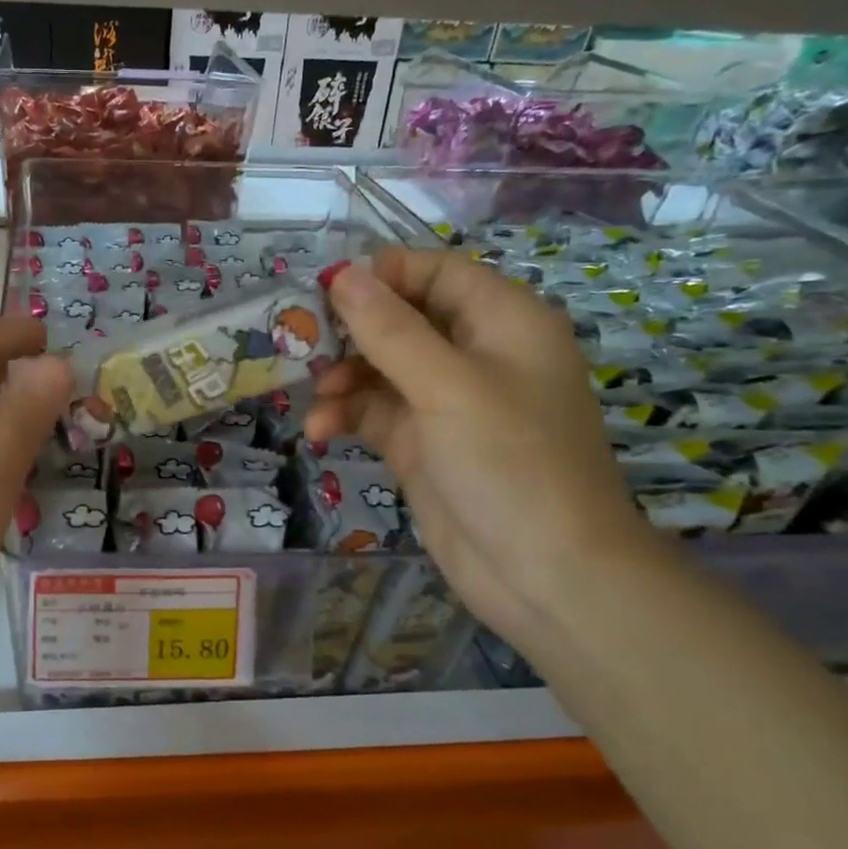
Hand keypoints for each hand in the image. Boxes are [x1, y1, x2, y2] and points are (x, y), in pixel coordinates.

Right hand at [307, 246, 663, 651]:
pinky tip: (320, 432)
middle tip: (300, 346)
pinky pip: (374, 411)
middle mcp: (474, 352)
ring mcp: (446, 401)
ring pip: (379, 367)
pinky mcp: (422, 442)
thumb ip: (390, 329)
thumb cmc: (511, 463)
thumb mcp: (447, 386)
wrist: (547, 576)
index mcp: (501, 320)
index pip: (434, 272)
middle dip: (350, 331)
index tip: (325, 292)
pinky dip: (346, 416)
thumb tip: (342, 273)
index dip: (380, 275)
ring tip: (316, 399)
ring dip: (342, 378)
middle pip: (399, 318)